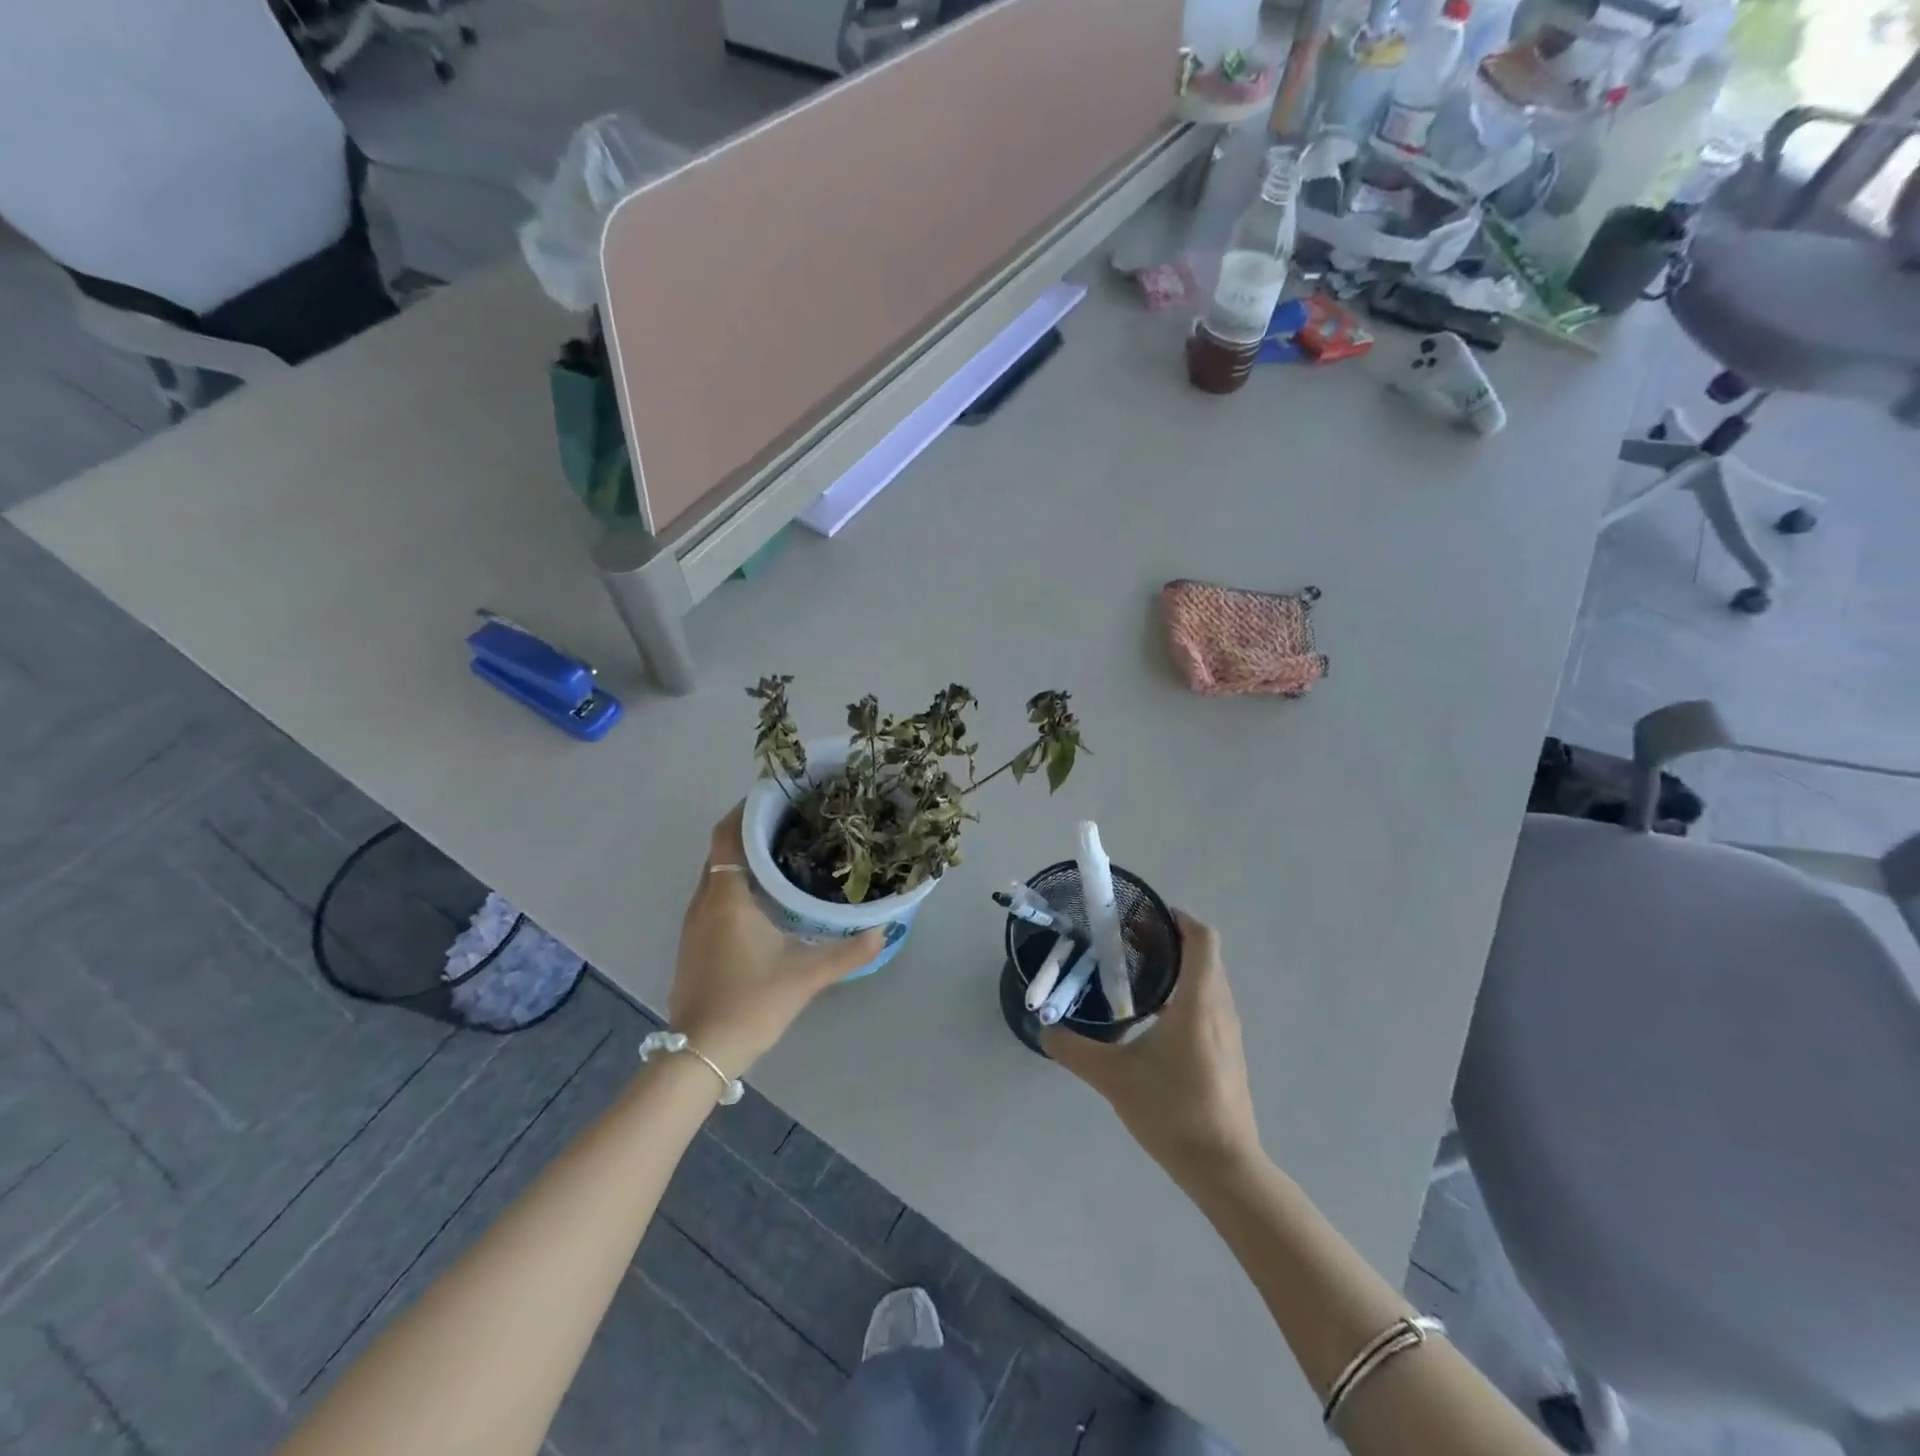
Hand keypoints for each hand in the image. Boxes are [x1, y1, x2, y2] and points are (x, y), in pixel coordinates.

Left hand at [668, 805, 883, 1079]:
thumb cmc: (750, 1002)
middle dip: (750, 832)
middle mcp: (703, 902)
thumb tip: (883, 931)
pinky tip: (763, 899)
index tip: (776, 797)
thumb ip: (848, 952)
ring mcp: (693, 925)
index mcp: (726, 898)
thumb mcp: (806, 976)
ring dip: (741, 860)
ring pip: (715, 875)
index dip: (745, 811)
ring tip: (782, 855)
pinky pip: (712, 897)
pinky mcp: (692, 944)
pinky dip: (734, 885)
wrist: (700, 1053)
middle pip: (721, 851)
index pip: (728, 836)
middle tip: (791, 824)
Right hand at [1043, 911, 1261, 1188]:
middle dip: (1169, 940)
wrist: (1224, 1168)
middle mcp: (1220, 1008)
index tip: (1144, 915)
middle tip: (1127, 941)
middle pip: (1204, 955)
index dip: (1178, 918)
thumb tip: (1044, 1028)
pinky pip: (1209, 1004)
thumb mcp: (1113, 1077)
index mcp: (1198, 1001)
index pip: (1202, 938)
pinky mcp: (1228, 1053)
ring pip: (1207, 980)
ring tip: (1135, 974)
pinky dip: (1184, 993)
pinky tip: (1153, 1018)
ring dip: (1178, 967)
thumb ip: (1074, 1049)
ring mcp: (1228, 1032)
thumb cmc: (1172, 1110)